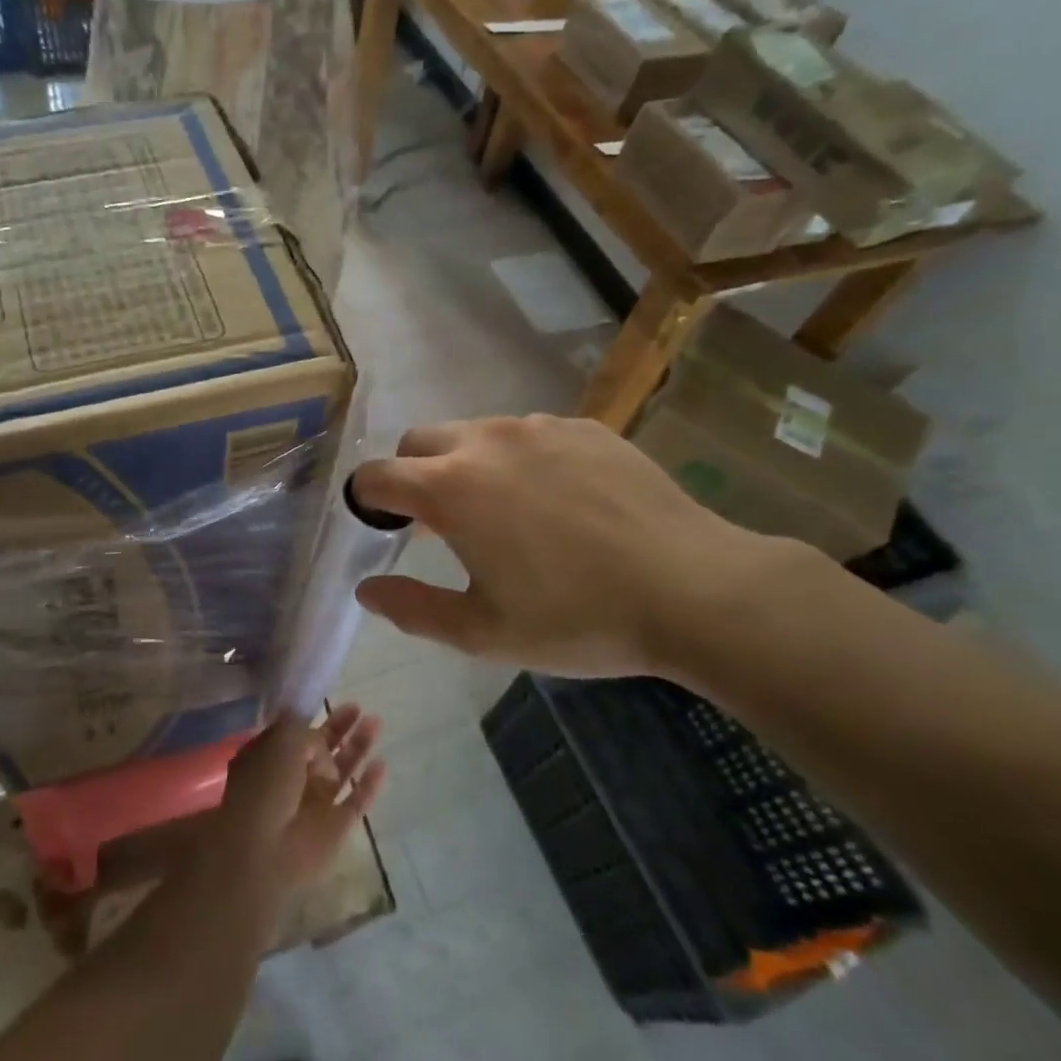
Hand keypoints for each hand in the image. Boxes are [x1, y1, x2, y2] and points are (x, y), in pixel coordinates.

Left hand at [212, 706, 385, 892]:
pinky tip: (382, 764)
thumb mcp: (282, 742)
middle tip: (357, 707)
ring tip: (375, 722)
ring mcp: (314, 804)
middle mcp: (291, 779)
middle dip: (339, 727)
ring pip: (342, 770)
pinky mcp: (335, 828)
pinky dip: (368, 784)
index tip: (325, 700)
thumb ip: (306, 733)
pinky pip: (357, 801)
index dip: (310, 716)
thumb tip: (322, 742)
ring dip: (358, 747)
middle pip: (321, 748)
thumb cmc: (265, 788)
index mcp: (269, 758)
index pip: (292, 733)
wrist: (264, 853)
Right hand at [351, 414, 811, 680]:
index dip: (366, 501)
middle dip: (411, 475)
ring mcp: (539, 427)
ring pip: (476, 433)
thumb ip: (413, 609)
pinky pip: (529, 434)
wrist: (693, 589)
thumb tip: (367, 589)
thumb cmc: (577, 618)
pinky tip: (558, 503)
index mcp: (450, 488)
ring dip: (467, 465)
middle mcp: (486, 441)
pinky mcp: (585, 427)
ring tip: (504, 514)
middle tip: (438, 524)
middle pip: (419, 441)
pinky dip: (520, 460)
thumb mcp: (484, 632)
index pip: (376, 475)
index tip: (383, 530)